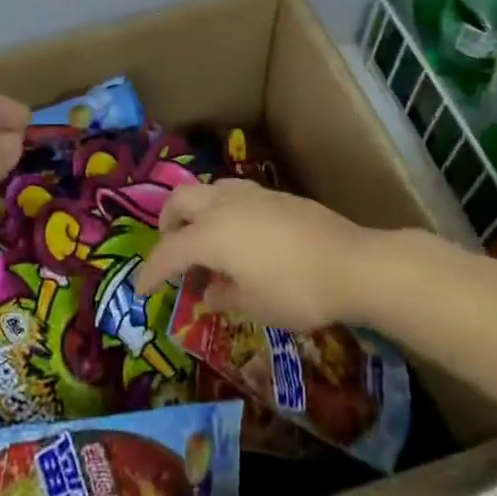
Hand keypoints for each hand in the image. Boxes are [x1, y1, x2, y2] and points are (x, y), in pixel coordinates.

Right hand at [138, 179, 381, 330]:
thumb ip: (224, 296)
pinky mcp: (277, 195)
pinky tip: (241, 235)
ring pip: (209, 190)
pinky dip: (224, 210)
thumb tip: (210, 292)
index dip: (151, 272)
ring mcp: (252, 195)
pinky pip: (235, 195)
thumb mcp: (255, 305)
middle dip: (167, 222)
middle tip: (172, 248)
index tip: (142, 290)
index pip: (169, 251)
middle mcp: (224, 206)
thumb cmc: (297, 291)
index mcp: (211, 235)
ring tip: (206, 238)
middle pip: (180, 200)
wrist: (354, 264)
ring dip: (196, 211)